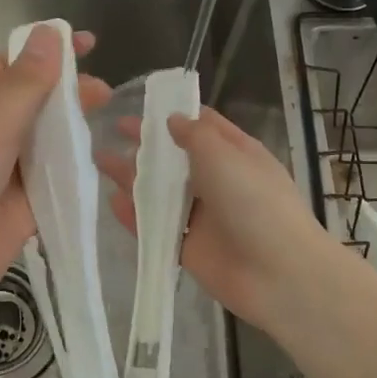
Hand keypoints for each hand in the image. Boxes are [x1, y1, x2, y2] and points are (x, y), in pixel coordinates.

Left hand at [0, 25, 110, 351]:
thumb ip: (24, 86)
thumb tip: (49, 33)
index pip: (12, 66)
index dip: (46, 50)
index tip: (87, 42)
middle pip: (35, 104)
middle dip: (67, 92)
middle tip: (103, 92)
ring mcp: (8, 174)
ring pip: (48, 142)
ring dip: (74, 130)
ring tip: (107, 122)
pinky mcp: (25, 210)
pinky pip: (54, 182)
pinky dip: (75, 171)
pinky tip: (102, 162)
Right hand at [99, 106, 326, 328]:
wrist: (278, 273)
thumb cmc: (253, 201)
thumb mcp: (224, 154)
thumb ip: (194, 134)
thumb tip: (172, 120)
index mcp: (236, 154)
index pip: (203, 126)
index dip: (173, 114)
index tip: (141, 105)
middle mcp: (219, 182)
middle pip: (176, 159)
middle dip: (146, 144)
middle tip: (111, 131)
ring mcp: (203, 217)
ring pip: (163, 193)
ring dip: (134, 177)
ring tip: (99, 161)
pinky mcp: (189, 248)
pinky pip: (157, 227)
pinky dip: (135, 214)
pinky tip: (111, 201)